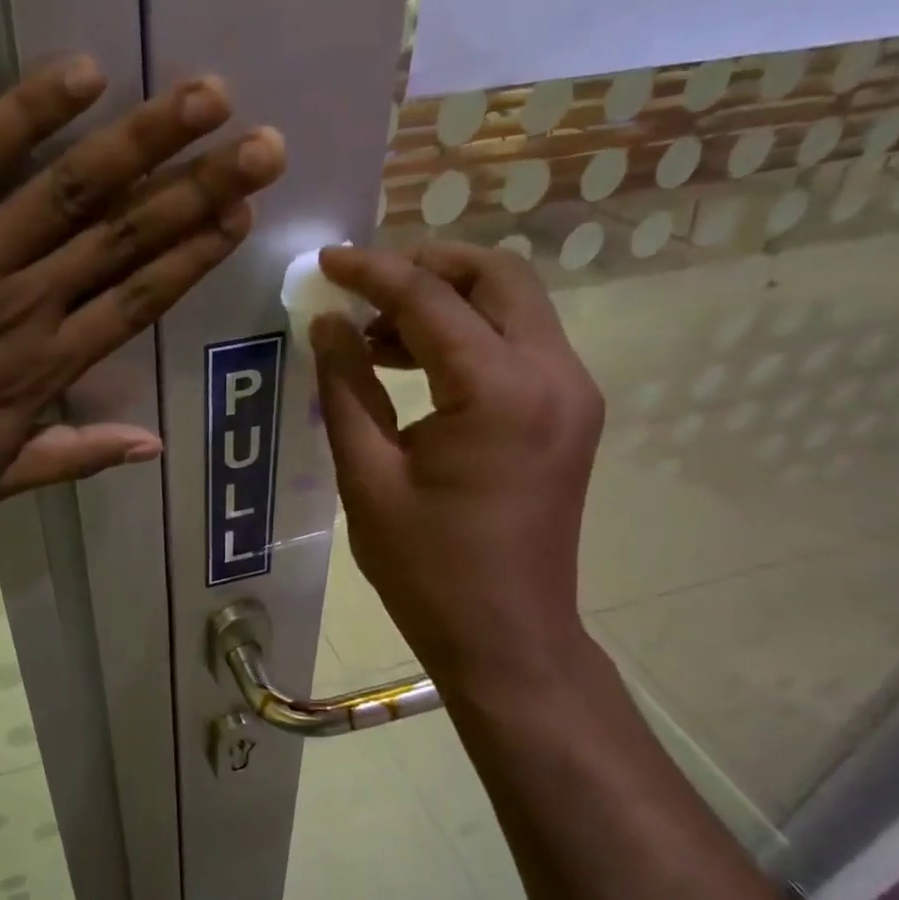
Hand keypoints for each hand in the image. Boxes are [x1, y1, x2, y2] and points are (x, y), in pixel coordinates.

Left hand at [0, 57, 284, 512]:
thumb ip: (73, 457)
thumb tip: (152, 446)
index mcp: (43, 366)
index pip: (138, 300)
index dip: (194, 255)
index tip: (242, 215)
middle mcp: (24, 301)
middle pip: (126, 236)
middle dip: (201, 188)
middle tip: (264, 144)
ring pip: (72, 189)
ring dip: (145, 140)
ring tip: (207, 99)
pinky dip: (28, 112)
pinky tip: (84, 75)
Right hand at [311, 243, 604, 700]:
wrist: (507, 637)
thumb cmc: (428, 570)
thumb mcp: (369, 478)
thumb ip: (346, 390)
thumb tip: (327, 326)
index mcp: (498, 390)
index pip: (431, 298)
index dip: (372, 272)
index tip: (326, 263)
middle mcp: (552, 374)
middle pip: (497, 275)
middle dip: (426, 267)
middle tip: (363, 290)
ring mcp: (572, 394)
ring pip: (515, 305)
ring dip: (448, 302)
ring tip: (377, 338)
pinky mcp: (570, 415)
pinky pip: (521, 345)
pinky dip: (470, 336)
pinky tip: (418, 367)